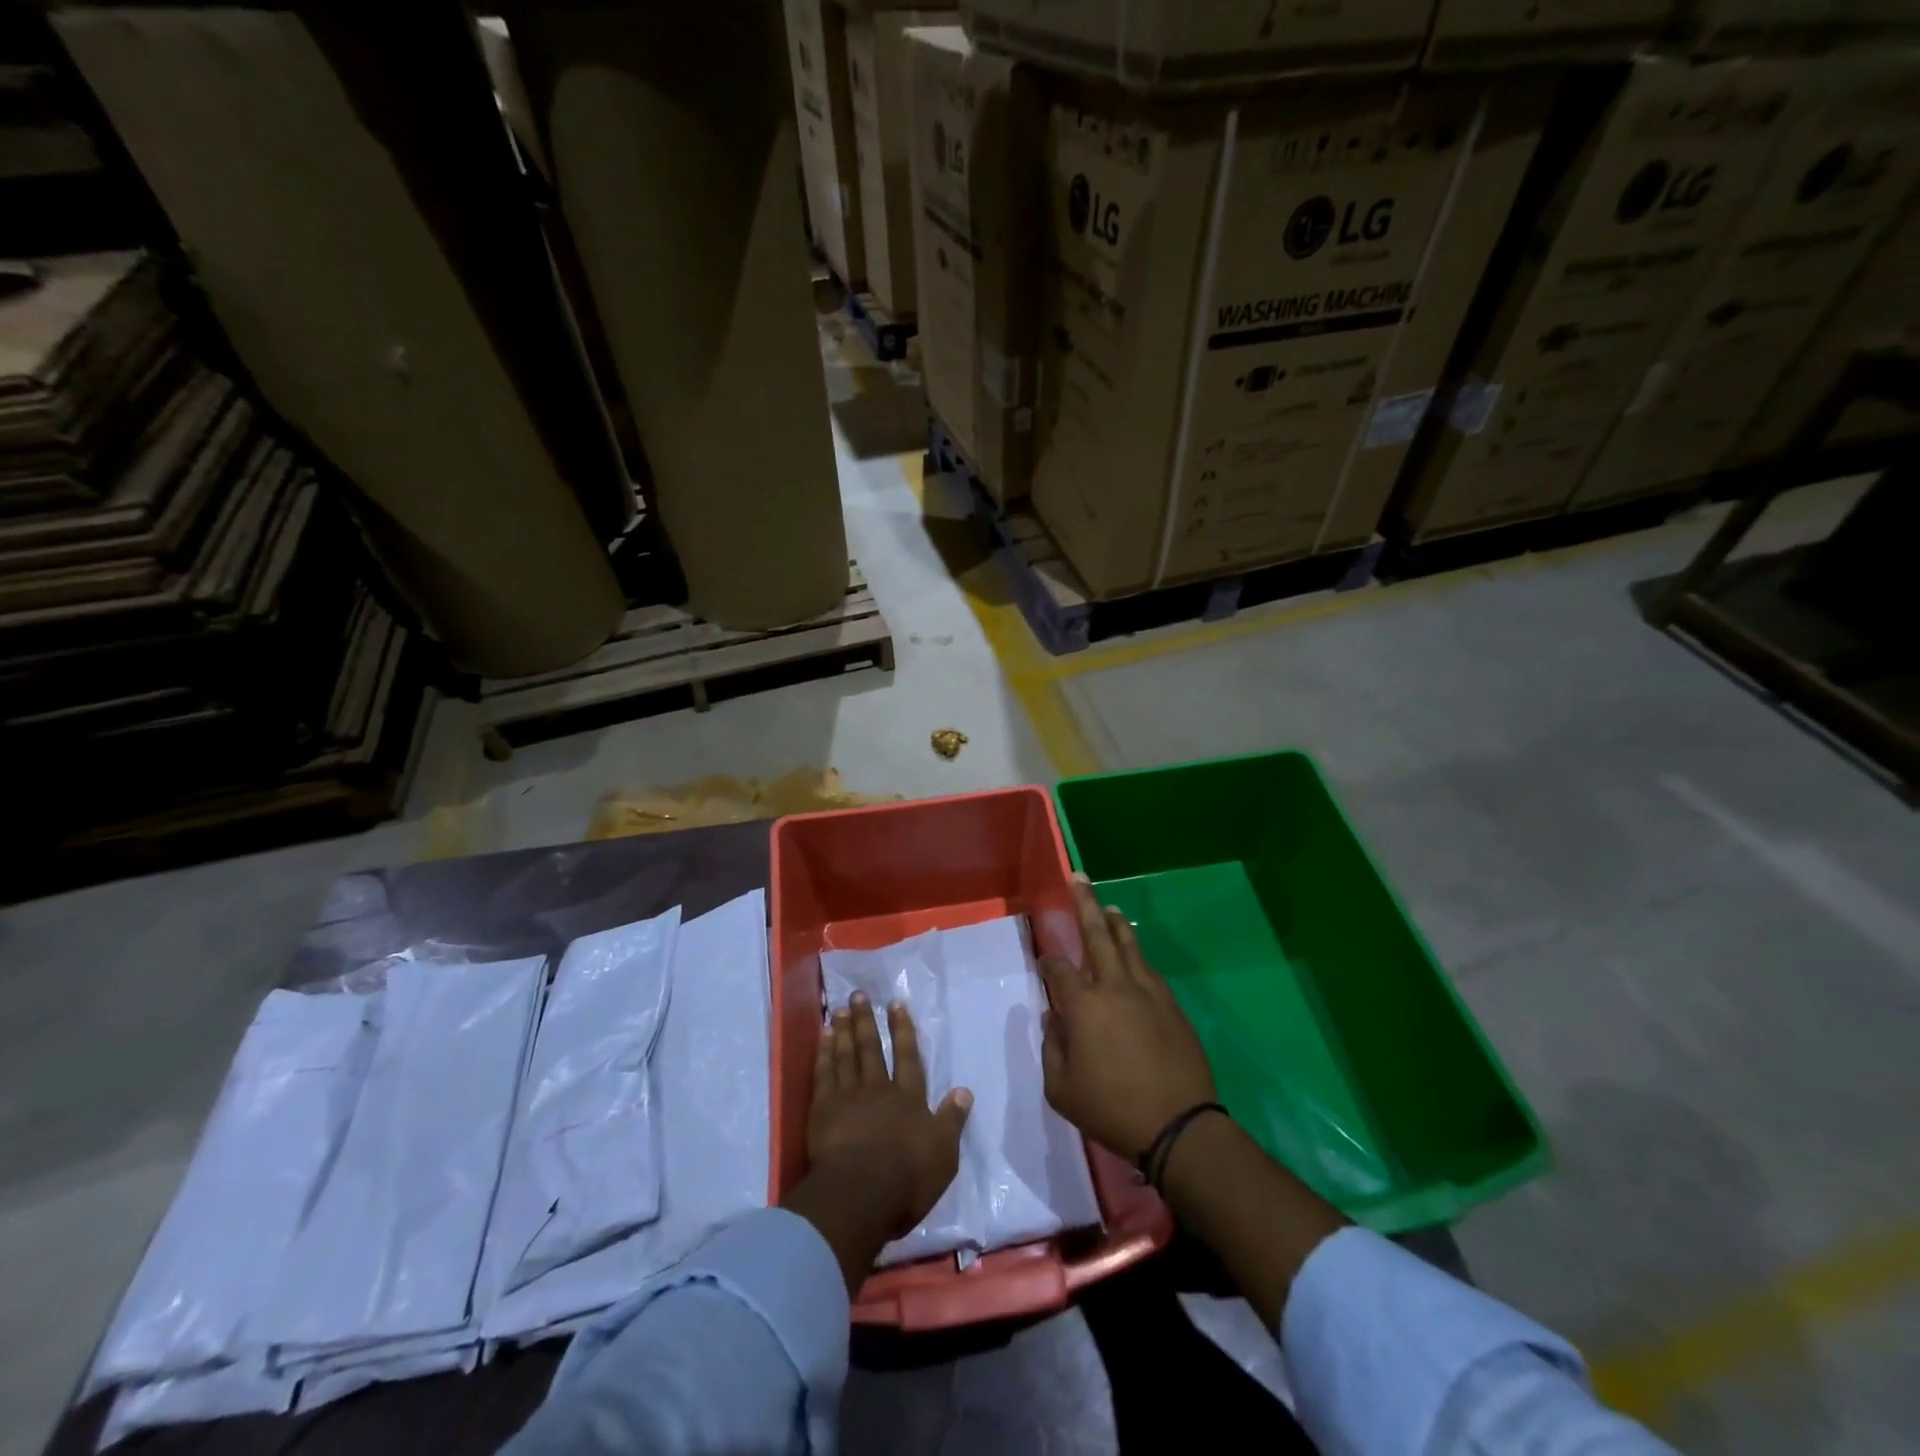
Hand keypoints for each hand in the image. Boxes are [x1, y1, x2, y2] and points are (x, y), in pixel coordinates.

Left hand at [796, 995, 971, 1278]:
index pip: (907, 1056)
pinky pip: (823, 1072)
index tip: (895, 1004)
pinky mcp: (822, 1110)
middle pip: (871, 1048)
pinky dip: (823, 1053)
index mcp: (908, 1098)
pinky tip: (822, 1038)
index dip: (902, 1029)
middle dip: (866, 1020)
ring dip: (843, 1030)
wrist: (859, 1195)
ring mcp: (847, 1096)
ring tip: (839, 1009)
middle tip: (858, 995)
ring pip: (846, 1055)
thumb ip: (952, 1120)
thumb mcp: (943, 1153)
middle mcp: (878, 1088)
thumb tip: (964, 1090)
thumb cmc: (907, 1178)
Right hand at [1039, 877, 1218, 1162]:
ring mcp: (1148, 993)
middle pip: (1097, 935)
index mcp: (1084, 1006)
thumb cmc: (1112, 1110)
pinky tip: (1134, 955)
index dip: (1048, 962)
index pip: (1059, 970)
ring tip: (1108, 907)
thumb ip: (1052, 1048)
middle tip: (1079, 878)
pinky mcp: (1172, 1005)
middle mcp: (1115, 987)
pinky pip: (1150, 969)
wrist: (1179, 1126)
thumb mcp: (1061, 1089)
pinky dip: (1137, 954)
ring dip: (1116, 923)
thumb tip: (1053, 1019)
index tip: (1045, 962)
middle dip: (1085, 904)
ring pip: (1129, 945)